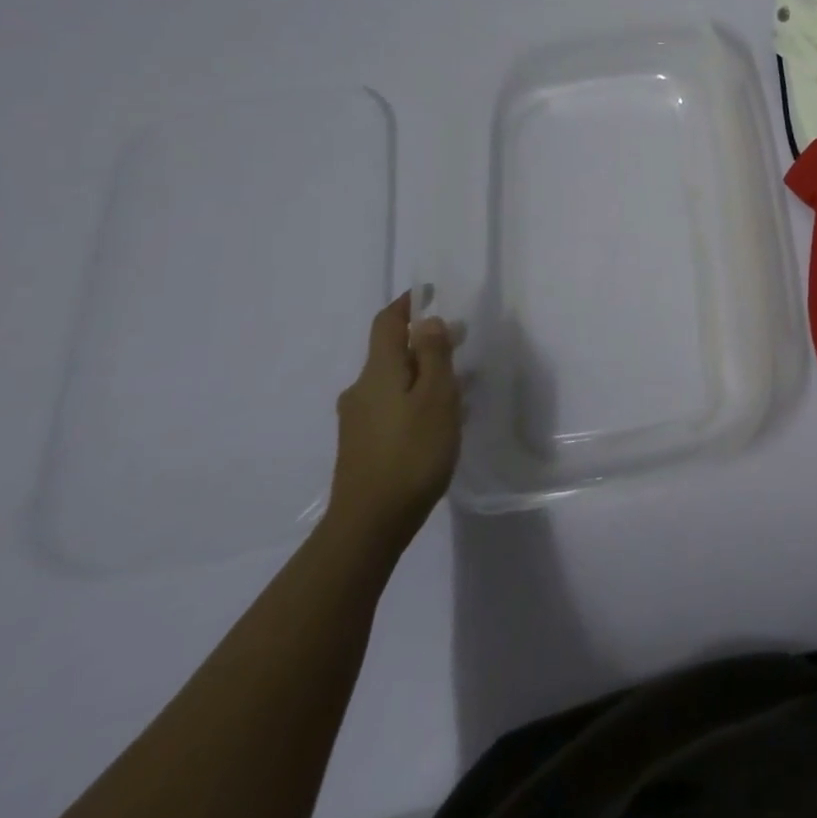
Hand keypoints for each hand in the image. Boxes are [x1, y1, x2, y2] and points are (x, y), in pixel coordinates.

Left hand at [326, 292, 462, 554]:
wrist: (369, 524)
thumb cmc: (411, 452)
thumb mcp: (436, 397)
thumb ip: (434, 356)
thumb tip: (427, 321)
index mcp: (378, 372)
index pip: (387, 324)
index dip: (407, 305)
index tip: (430, 293)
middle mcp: (361, 390)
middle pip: (391, 353)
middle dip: (423, 342)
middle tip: (460, 343)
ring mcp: (357, 420)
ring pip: (393, 382)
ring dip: (421, 374)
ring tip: (456, 386)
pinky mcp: (361, 445)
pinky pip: (391, 406)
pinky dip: (413, 399)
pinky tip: (436, 421)